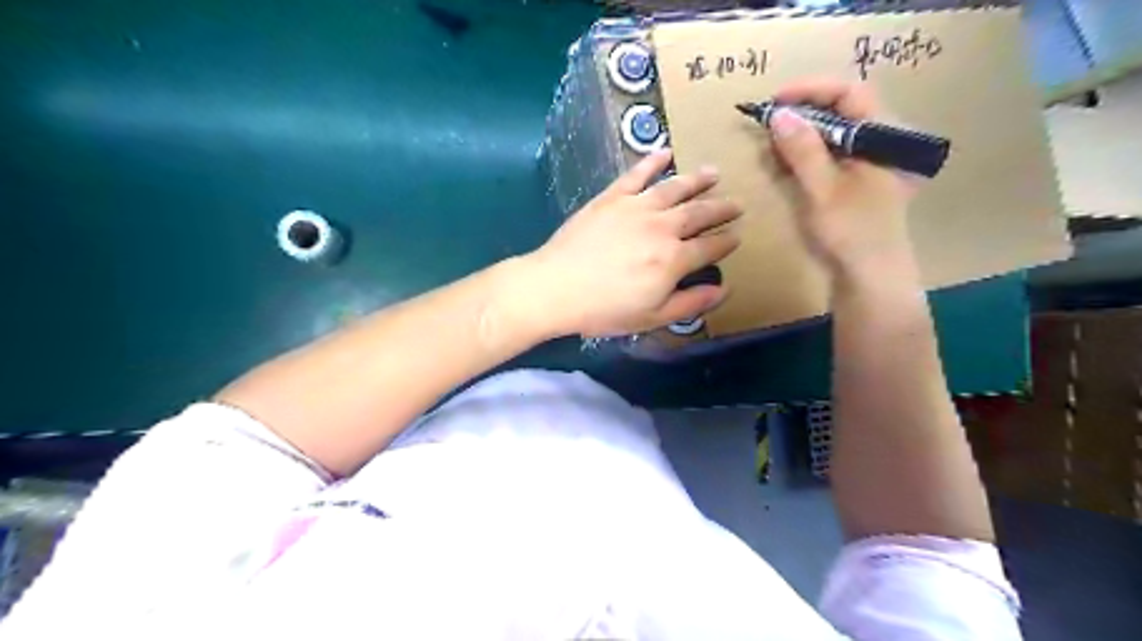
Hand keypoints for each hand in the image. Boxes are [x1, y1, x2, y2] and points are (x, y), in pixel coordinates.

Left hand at [525, 148, 740, 337]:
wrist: (557, 287)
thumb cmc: (605, 309)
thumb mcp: (652, 317)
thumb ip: (691, 303)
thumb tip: (725, 290)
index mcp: (674, 259)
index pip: (710, 247)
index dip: (727, 241)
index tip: (738, 236)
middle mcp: (662, 227)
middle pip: (699, 214)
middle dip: (721, 208)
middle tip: (737, 203)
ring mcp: (637, 207)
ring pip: (675, 188)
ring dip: (697, 180)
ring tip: (714, 173)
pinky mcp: (612, 197)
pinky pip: (637, 174)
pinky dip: (652, 161)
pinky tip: (665, 152)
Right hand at [766, 76, 916, 280]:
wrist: (869, 278)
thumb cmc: (851, 233)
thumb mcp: (823, 189)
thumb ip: (803, 149)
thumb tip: (779, 113)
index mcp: (886, 137)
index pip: (850, 93)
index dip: (811, 90)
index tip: (775, 101)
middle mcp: (882, 142)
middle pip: (842, 110)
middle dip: (803, 112)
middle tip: (768, 123)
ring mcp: (870, 162)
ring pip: (834, 132)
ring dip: (802, 134)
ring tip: (772, 145)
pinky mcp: (857, 180)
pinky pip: (831, 154)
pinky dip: (806, 154)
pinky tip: (786, 164)